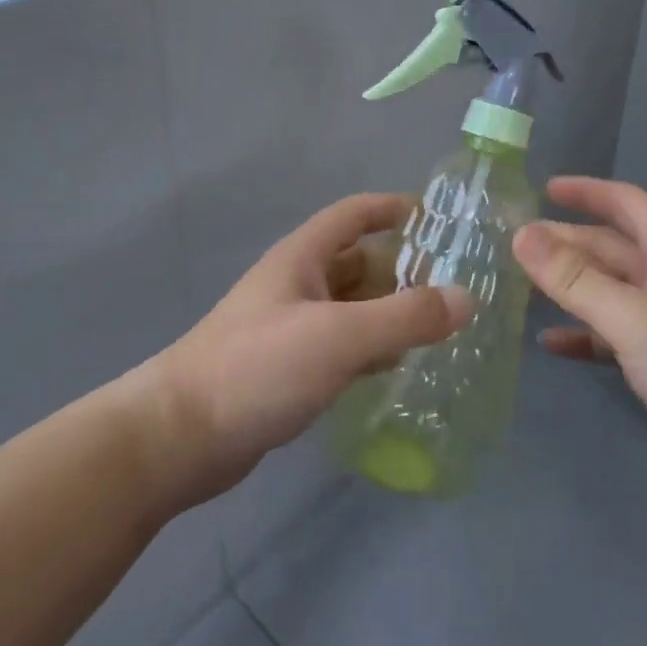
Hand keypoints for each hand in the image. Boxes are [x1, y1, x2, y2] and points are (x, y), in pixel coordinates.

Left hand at [147, 194, 471, 504]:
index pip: (353, 214)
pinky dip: (369, 348)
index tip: (436, 218)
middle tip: (451, 284)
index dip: (391, 208)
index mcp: (302, 258)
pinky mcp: (287, 369)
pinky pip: (340, 345)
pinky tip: (397, 366)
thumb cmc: (259, 367)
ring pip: (350, 307)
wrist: (179, 437)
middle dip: (400, 267)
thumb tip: (466, 298)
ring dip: (388, 311)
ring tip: (438, 326)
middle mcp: (296, 285)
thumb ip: (405, 316)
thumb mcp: (339, 336)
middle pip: (357, 262)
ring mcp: (290, 328)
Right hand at [513, 177, 646, 509]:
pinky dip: (584, 336)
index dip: (585, 191)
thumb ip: (574, 278)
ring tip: (521, 286)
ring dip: (570, 288)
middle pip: (610, 248)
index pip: (625, 202)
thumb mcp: (633, 316)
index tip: (543, 188)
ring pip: (609, 293)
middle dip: (566, 242)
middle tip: (515, 244)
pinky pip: (615, 337)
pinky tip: (551, 343)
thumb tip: (522, 234)